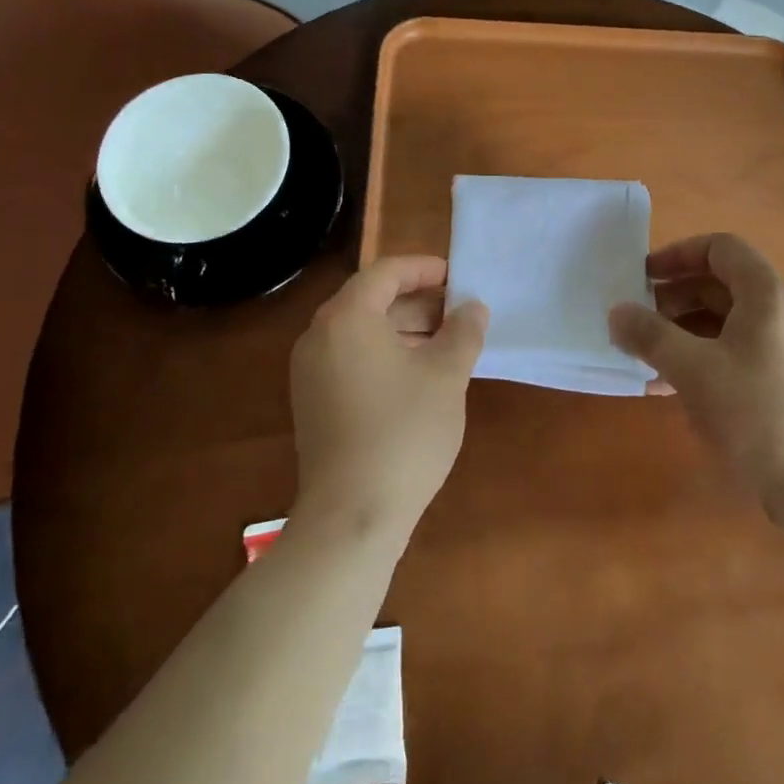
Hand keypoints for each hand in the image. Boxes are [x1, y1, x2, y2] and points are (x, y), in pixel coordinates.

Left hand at [288, 256, 488, 540]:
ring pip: (360, 332)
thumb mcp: (445, 376)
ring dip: (402, 330)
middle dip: (417, 302)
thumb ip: (463, 332)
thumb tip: (474, 307)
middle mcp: (319, 336)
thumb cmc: (404, 432)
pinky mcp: (312, 402)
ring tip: (445, 345)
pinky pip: (350, 359)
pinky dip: (383, 355)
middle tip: (458, 313)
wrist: (352, 514)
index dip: (424, 269)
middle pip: (370, 300)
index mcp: (346, 318)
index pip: (385, 273)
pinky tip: (417, 377)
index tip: (457, 278)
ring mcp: (310, 371)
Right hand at [608, 234, 783, 502]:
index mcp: (768, 294)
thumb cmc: (756, 413)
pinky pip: (739, 353)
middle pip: (722, 285)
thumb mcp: (692, 369)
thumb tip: (616, 312)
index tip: (642, 277)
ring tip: (645, 357)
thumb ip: (648, 335)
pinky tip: (668, 388)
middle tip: (637, 320)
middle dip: (674, 298)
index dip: (678, 254)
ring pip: (728, 323)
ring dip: (683, 333)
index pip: (721, 248)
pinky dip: (704, 359)